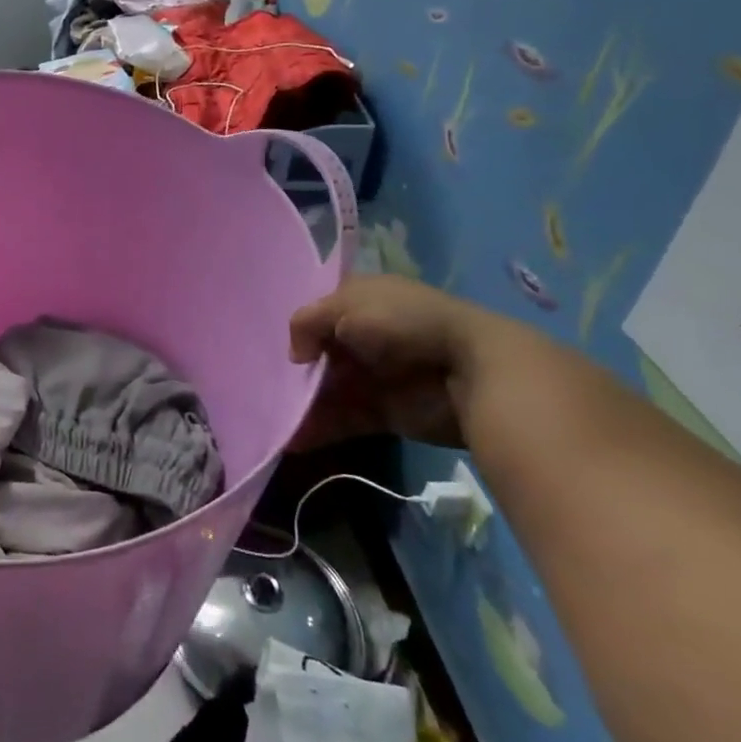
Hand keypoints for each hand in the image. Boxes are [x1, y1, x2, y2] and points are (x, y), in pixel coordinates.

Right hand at [286, 274, 496, 449]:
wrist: (474, 371)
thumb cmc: (405, 323)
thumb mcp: (346, 305)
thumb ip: (307, 323)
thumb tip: (295, 357)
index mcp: (361, 301)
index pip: (320, 313)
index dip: (299, 328)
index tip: (272, 345)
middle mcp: (365, 337)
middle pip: (320, 355)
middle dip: (294, 372)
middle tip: (265, 387)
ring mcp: (376, 376)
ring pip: (328, 390)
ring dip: (302, 404)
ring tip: (273, 419)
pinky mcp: (386, 413)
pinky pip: (344, 419)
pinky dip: (319, 429)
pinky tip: (291, 440)